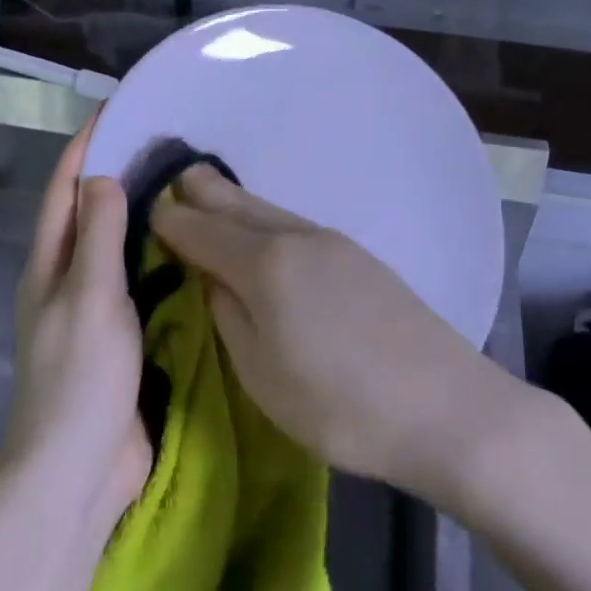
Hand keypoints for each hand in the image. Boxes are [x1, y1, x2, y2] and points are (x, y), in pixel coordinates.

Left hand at [5, 122, 150, 530]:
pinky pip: (139, 283)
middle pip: (89, 213)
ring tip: (183, 187)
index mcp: (49, 265)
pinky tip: (190, 249)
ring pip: (117, 248)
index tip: (116, 111)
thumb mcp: (90, 297)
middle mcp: (67, 280)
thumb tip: (103, 176)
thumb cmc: (81, 377)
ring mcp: (95, 310)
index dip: (84, 147)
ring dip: (141, 216)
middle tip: (165, 144)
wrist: (79, 467)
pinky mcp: (121, 336)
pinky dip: (158, 258)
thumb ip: (98, 236)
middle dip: (117, 174)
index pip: (64, 190)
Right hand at [151, 165, 496, 498]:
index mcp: (265, 263)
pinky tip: (263, 236)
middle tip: (173, 182)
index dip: (167, 221)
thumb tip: (210, 279)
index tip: (143, 212)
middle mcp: (297, 237)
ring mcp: (334, 242)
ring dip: (234, 204)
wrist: (447, 408)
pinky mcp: (360, 257)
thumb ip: (228, 316)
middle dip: (200, 192)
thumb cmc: (341, 405)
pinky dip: (265, 221)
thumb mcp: (261, 374)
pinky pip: (294, 225)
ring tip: (209, 198)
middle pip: (236, 202)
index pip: (199, 229)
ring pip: (268, 209)